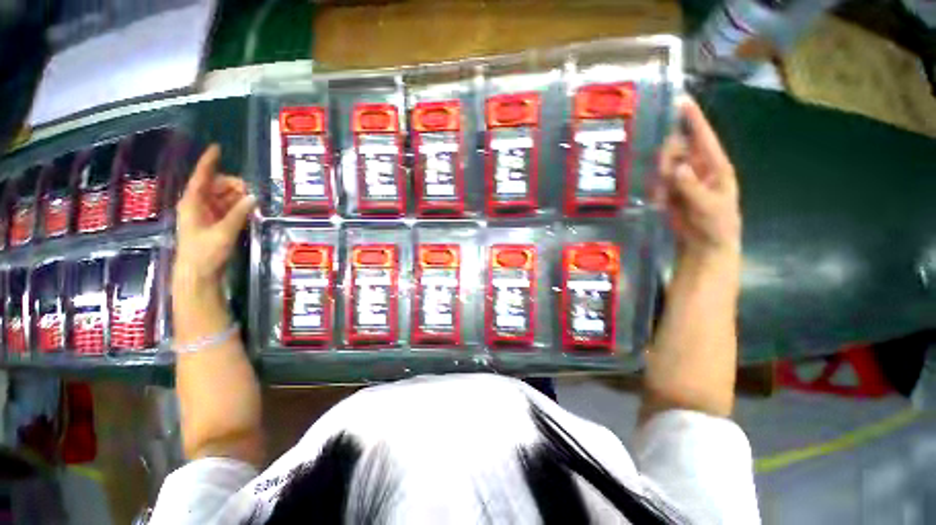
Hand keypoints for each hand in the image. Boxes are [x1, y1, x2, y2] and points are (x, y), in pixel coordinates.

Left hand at [174, 145, 255, 288]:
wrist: (198, 274)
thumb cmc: (205, 253)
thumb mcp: (223, 232)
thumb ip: (238, 213)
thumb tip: (253, 197)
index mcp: (193, 204)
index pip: (201, 178)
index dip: (209, 162)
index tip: (217, 148)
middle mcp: (198, 205)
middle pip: (216, 186)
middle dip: (232, 185)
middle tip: (250, 192)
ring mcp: (207, 215)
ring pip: (223, 197)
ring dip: (238, 197)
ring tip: (252, 201)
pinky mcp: (215, 225)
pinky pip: (228, 209)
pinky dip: (238, 207)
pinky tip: (249, 209)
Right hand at [660, 97, 740, 260]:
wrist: (705, 244)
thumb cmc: (716, 224)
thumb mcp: (708, 207)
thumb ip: (692, 187)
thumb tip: (677, 167)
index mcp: (715, 165)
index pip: (703, 137)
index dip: (693, 119)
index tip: (681, 101)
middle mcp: (697, 167)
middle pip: (677, 149)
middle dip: (667, 158)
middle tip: (664, 176)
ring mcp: (682, 179)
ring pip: (664, 165)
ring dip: (660, 179)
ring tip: (664, 198)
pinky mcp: (670, 190)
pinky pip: (657, 183)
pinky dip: (656, 191)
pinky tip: (661, 203)